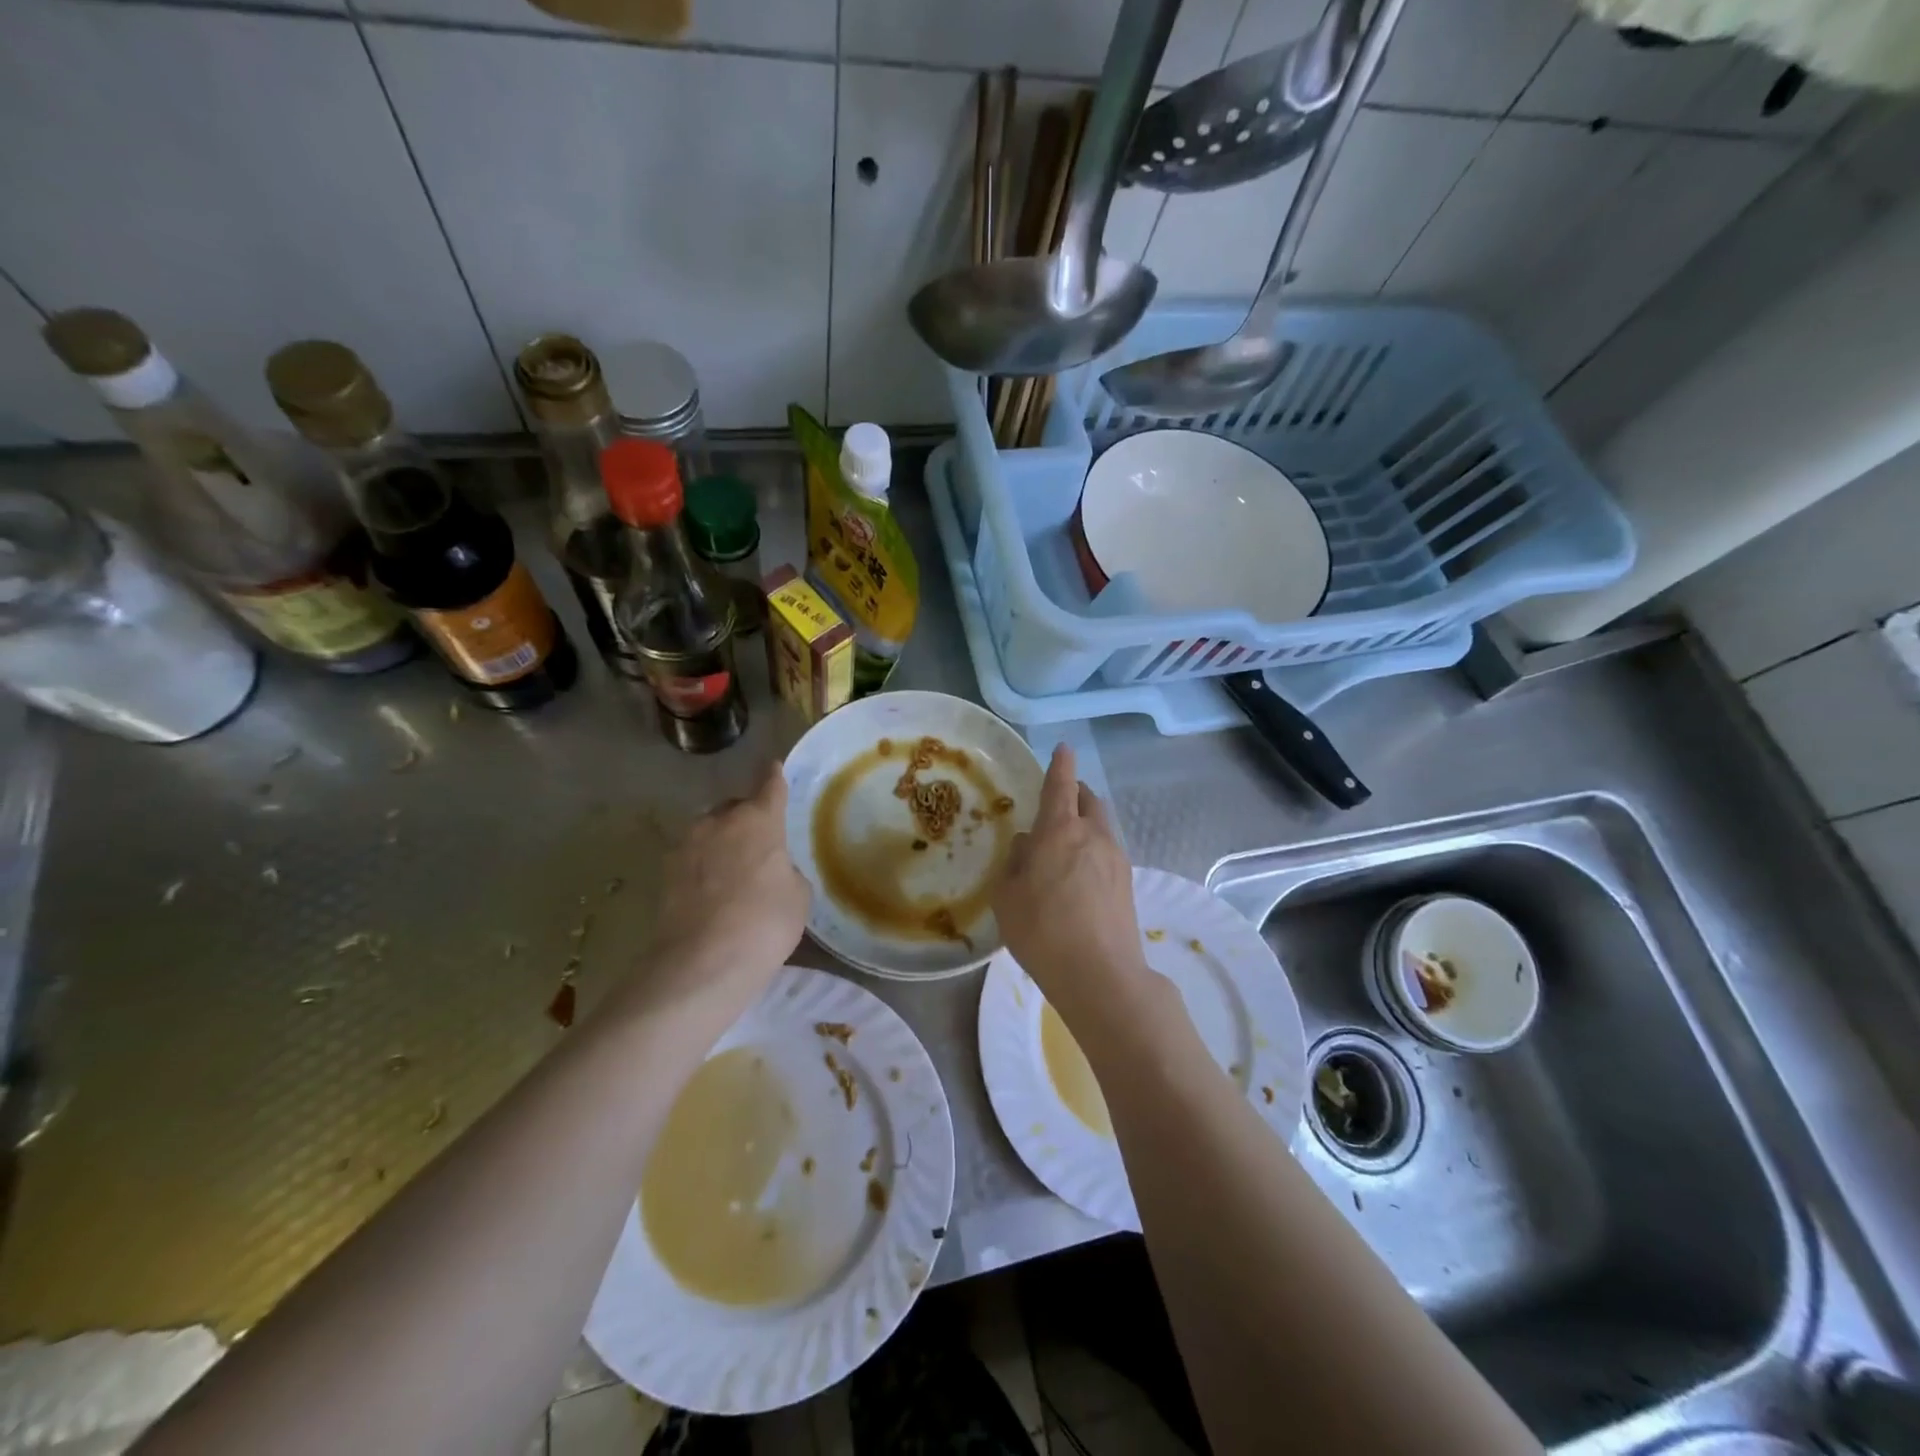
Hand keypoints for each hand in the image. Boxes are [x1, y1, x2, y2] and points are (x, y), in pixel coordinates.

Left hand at [642, 760, 809, 1008]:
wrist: (703, 962)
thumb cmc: (765, 922)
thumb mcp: (798, 895)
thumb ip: (786, 870)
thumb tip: (772, 869)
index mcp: (758, 820)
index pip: (770, 786)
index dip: (774, 776)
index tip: (773, 767)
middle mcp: (719, 821)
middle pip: (735, 808)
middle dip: (746, 819)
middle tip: (760, 844)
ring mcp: (687, 845)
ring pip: (710, 832)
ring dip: (722, 843)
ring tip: (734, 872)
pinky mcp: (665, 873)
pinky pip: (693, 859)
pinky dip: (704, 868)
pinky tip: (713, 892)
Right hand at [994, 745, 1159, 1034]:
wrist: (1101, 975)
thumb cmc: (1042, 931)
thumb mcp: (1008, 896)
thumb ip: (1016, 862)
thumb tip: (1028, 844)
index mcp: (1060, 830)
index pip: (1061, 784)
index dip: (1060, 763)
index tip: (1063, 748)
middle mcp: (1093, 835)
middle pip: (1088, 799)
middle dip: (1074, 791)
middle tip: (1057, 800)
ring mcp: (1116, 859)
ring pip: (1101, 825)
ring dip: (1085, 821)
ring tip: (1065, 843)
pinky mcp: (1127, 883)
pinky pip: (1107, 850)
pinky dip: (1092, 848)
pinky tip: (1078, 874)